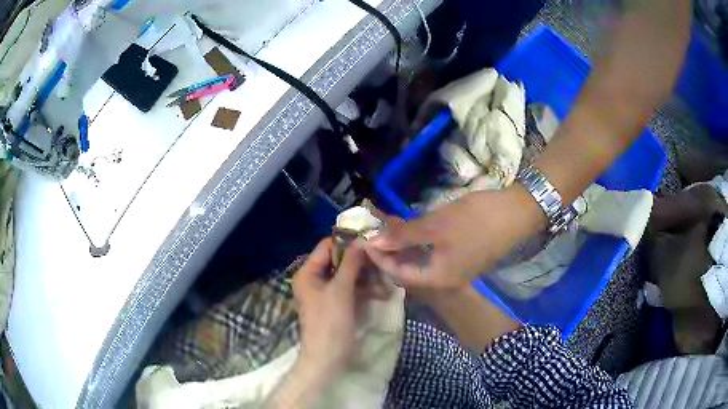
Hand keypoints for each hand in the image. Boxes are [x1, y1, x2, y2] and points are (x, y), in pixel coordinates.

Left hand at [293, 238, 375, 374]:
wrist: (328, 357)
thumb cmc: (329, 322)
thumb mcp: (340, 290)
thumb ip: (351, 263)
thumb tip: (361, 240)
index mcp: (308, 272)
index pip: (327, 246)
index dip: (347, 241)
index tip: (371, 239)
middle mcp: (315, 278)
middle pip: (339, 260)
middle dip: (361, 261)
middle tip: (382, 259)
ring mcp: (326, 292)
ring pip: (348, 275)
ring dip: (366, 276)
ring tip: (385, 278)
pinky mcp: (337, 303)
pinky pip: (351, 288)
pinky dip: (365, 288)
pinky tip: (382, 291)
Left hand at [365, 186, 545, 290]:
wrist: (516, 213)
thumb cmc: (475, 221)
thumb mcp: (436, 226)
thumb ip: (404, 236)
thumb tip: (373, 242)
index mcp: (437, 279)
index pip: (398, 273)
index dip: (379, 257)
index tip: (363, 240)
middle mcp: (445, 280)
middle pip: (408, 268)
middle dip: (390, 248)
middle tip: (375, 229)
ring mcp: (455, 269)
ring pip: (420, 259)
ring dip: (404, 243)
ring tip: (387, 224)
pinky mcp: (462, 256)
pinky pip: (432, 253)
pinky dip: (419, 241)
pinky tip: (411, 225)